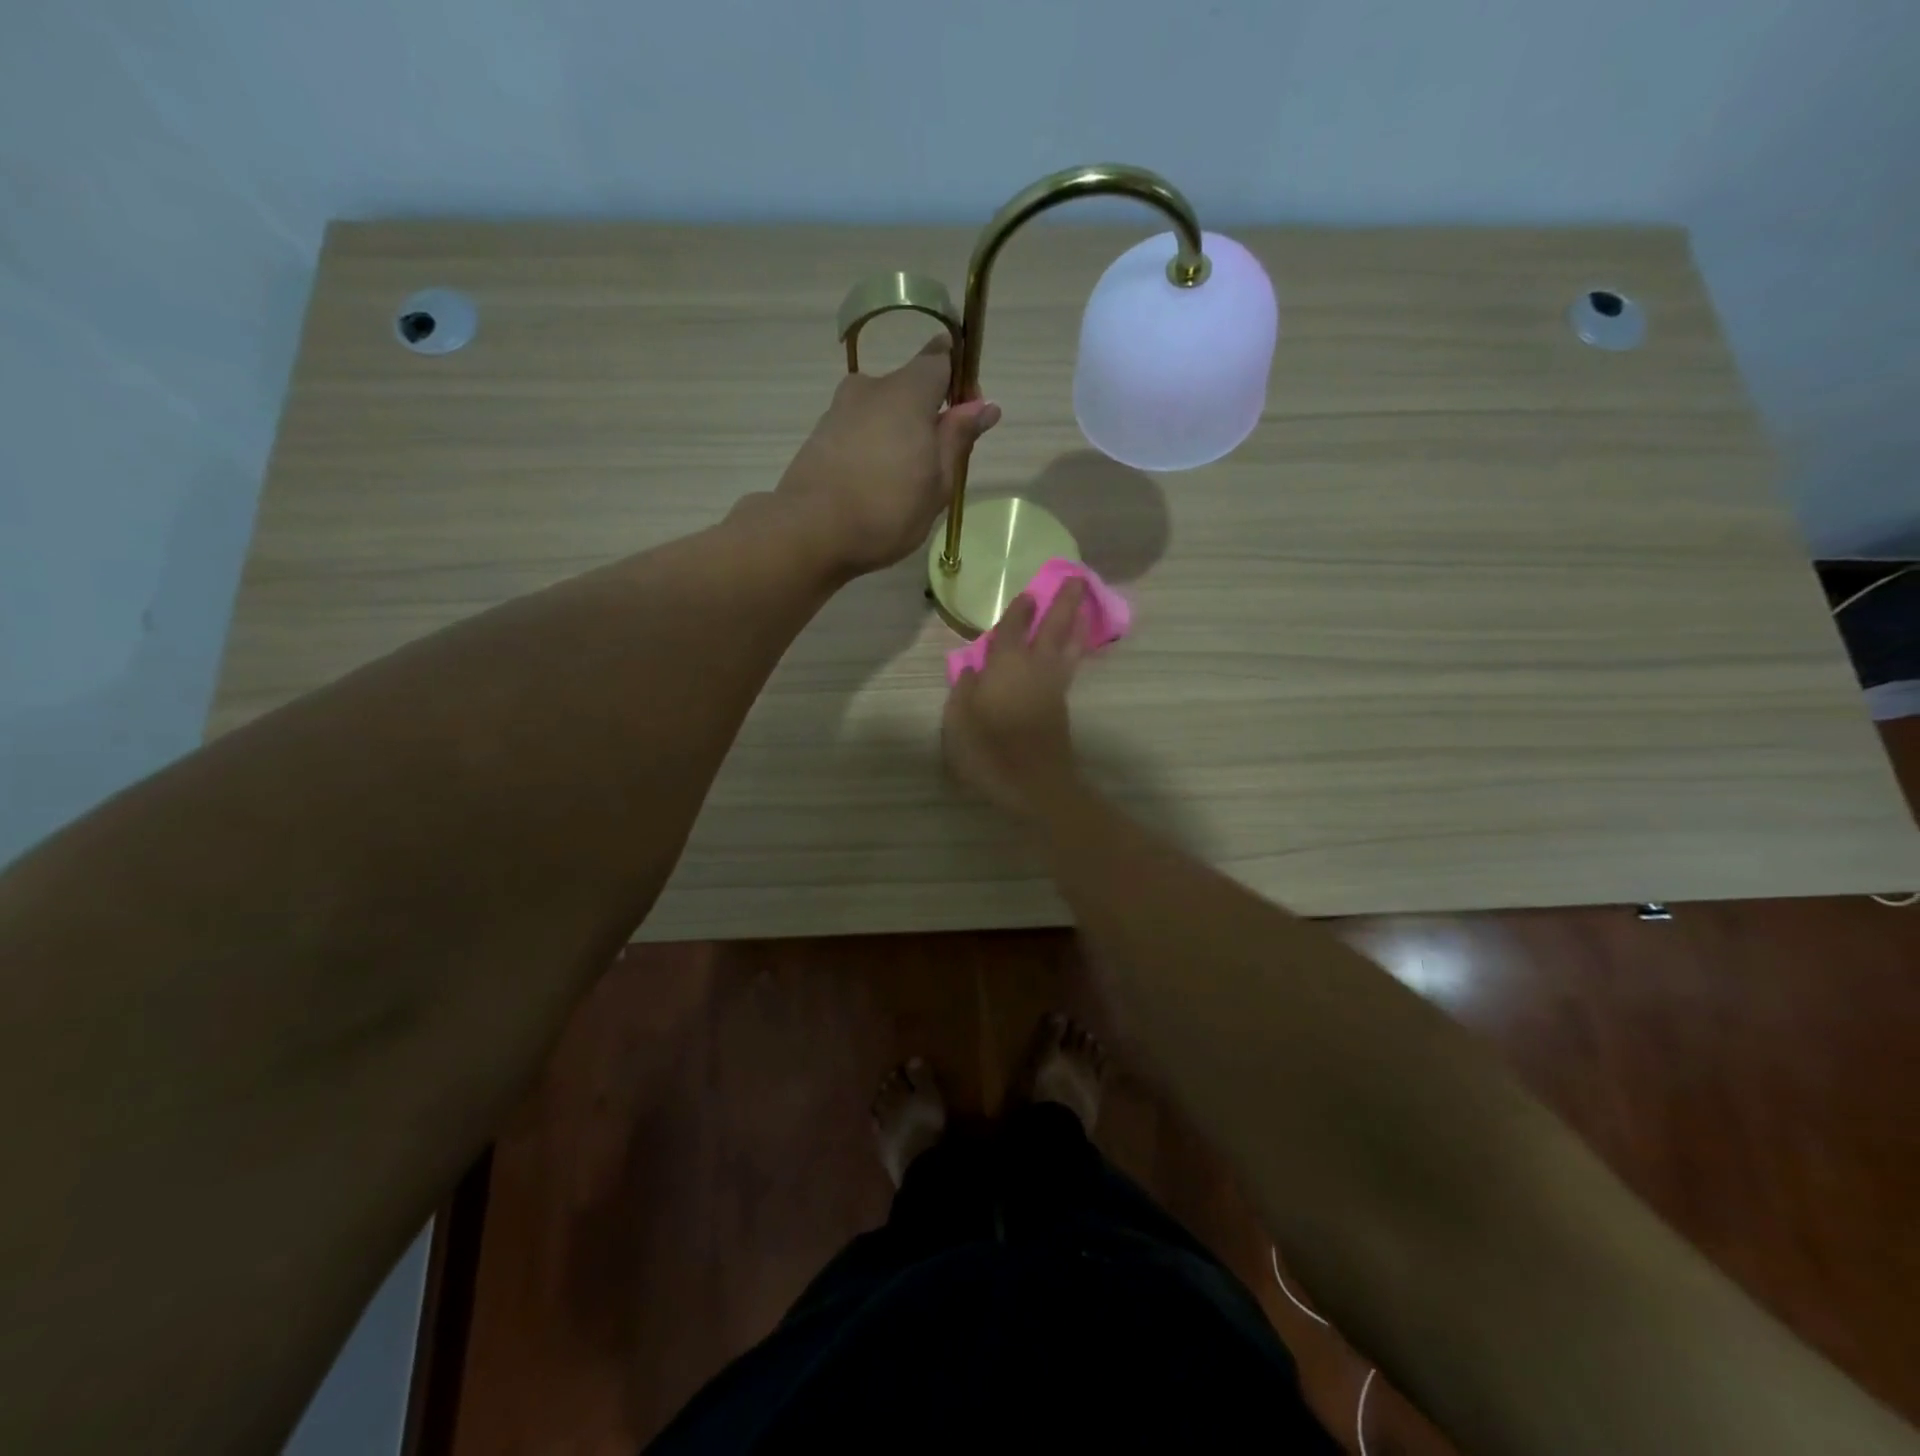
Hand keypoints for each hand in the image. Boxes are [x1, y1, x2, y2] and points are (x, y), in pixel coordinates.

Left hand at [775, 336, 1001, 576]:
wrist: (809, 533)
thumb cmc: (887, 509)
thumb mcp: (938, 481)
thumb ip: (959, 438)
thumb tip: (985, 405)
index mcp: (907, 391)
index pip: (941, 359)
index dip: (961, 382)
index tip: (967, 419)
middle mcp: (870, 388)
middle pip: (909, 388)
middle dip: (928, 417)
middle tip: (936, 467)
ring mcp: (839, 410)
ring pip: (882, 412)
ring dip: (898, 437)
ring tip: (903, 485)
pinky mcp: (819, 435)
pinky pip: (859, 432)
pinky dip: (872, 450)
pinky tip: (874, 488)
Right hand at [942, 581, 1088, 817]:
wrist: (1035, 785)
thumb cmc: (990, 751)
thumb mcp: (959, 722)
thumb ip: (964, 691)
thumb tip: (972, 671)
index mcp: (1007, 665)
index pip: (1014, 628)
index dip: (1019, 610)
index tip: (1028, 592)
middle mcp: (1035, 668)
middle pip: (1054, 627)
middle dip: (1064, 602)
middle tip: (1077, 578)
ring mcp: (1053, 687)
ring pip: (1070, 646)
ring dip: (1077, 623)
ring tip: (1086, 606)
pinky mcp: (1062, 707)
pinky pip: (1071, 665)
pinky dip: (1076, 648)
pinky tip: (1073, 647)